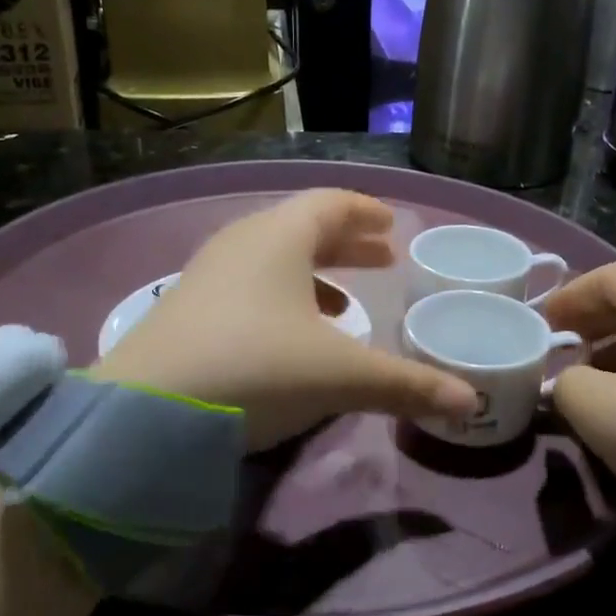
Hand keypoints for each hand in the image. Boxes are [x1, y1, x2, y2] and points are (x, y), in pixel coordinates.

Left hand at [91, 190, 478, 450]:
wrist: (145, 411)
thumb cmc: (256, 369)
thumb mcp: (340, 377)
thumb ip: (407, 386)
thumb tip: (470, 403)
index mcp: (279, 237)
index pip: (331, 204)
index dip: (366, 213)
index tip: (392, 227)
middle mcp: (241, 243)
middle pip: (302, 229)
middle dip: (347, 245)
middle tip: (384, 261)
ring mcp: (206, 275)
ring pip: (272, 260)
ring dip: (314, 275)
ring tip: (346, 304)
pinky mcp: (185, 309)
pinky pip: (247, 287)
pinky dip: (281, 299)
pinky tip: (292, 337)